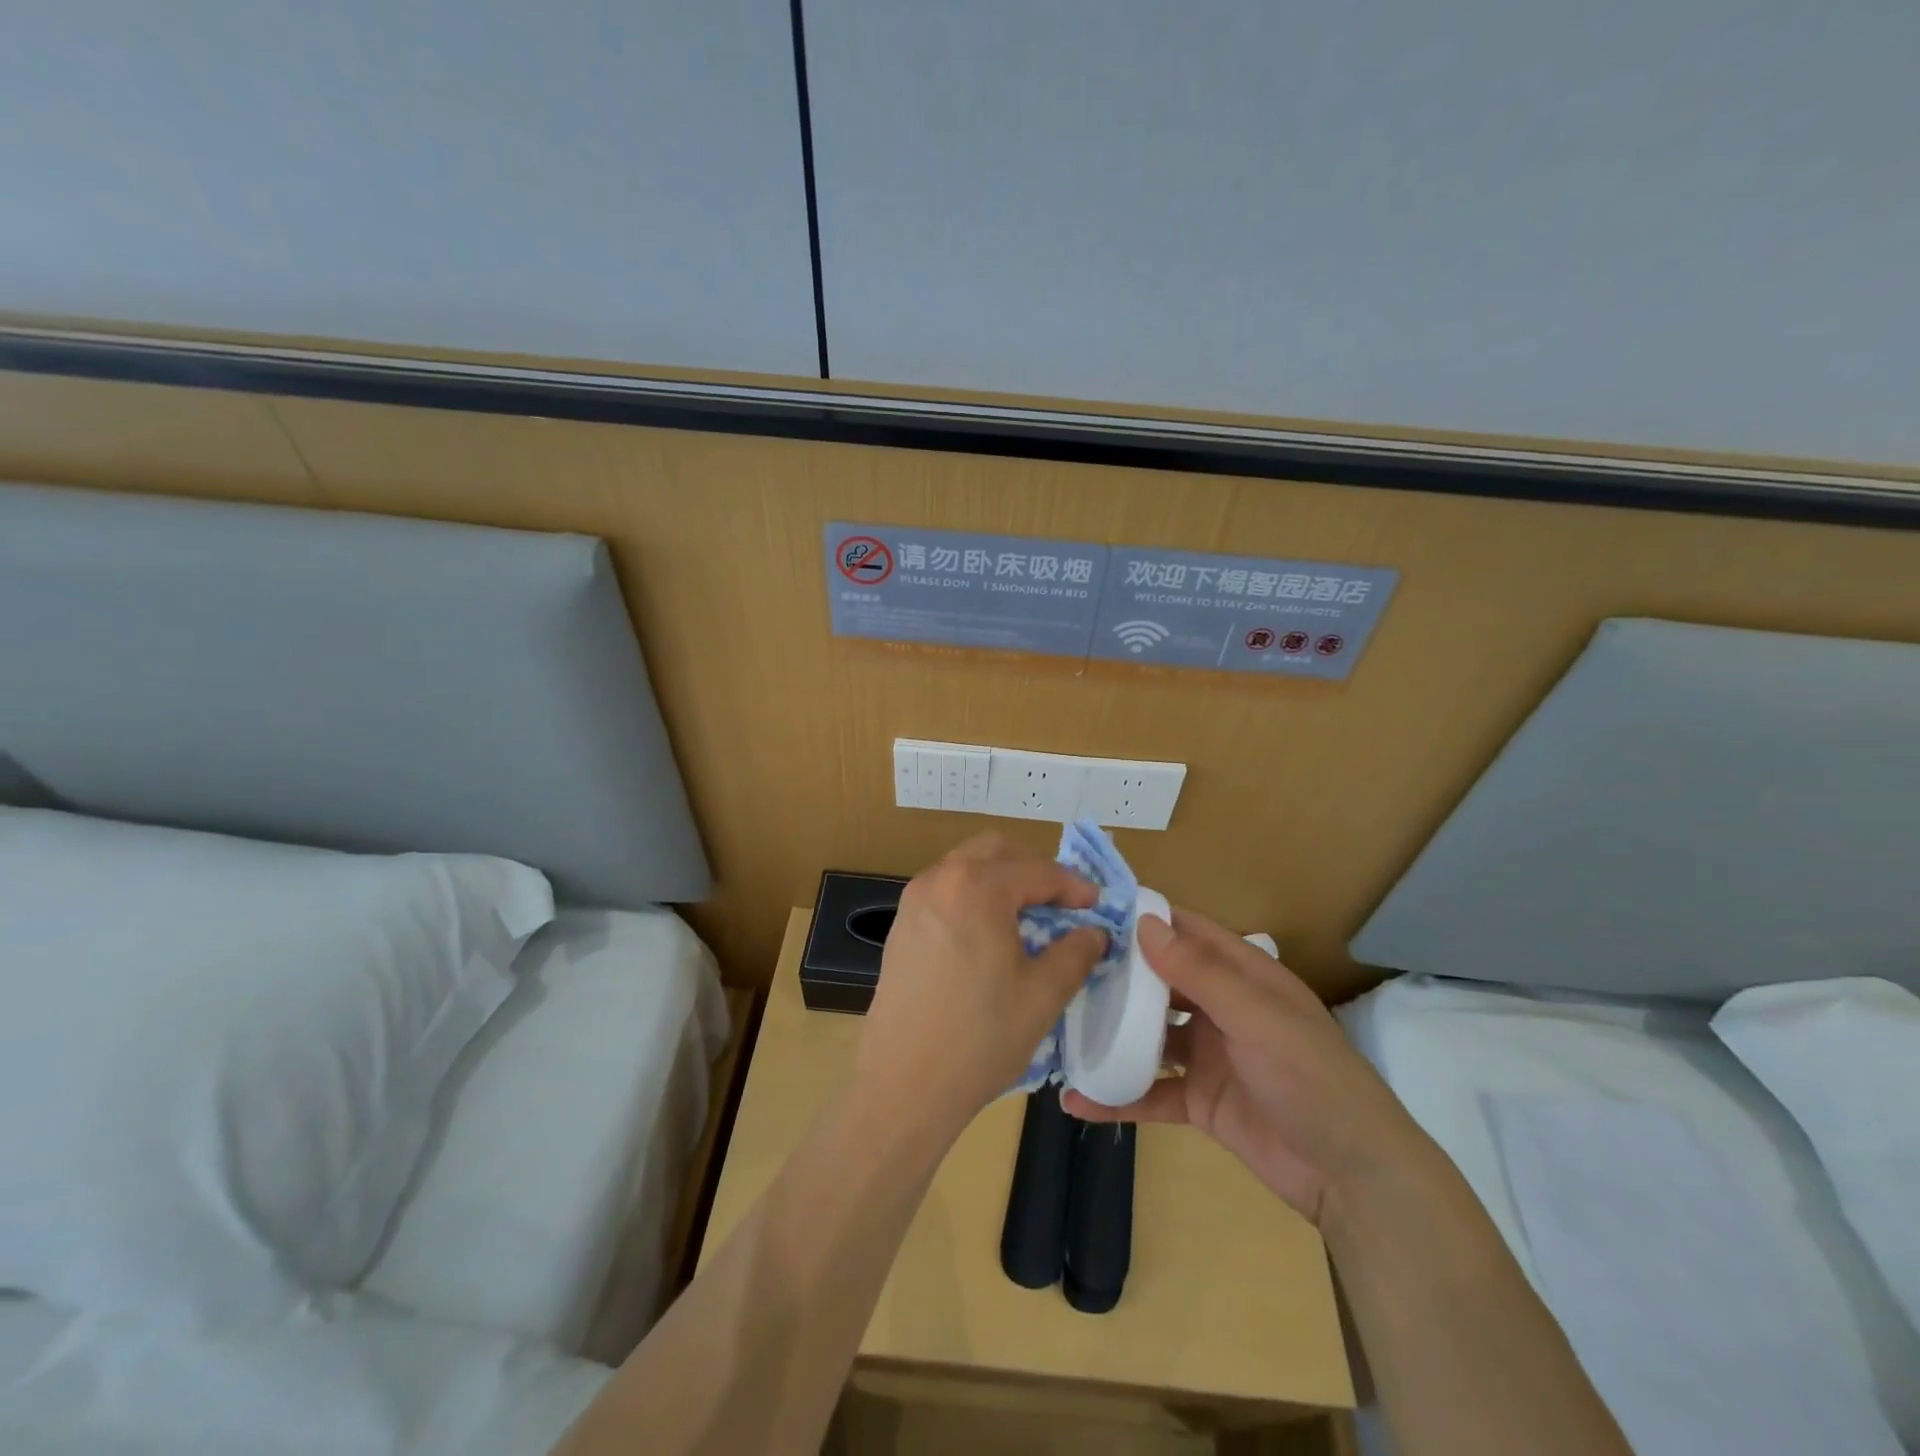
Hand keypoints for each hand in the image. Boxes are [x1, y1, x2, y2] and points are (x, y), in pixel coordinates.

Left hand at [854, 833, 1106, 1148]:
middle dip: (1033, 871)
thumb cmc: (980, 1038)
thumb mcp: (1043, 994)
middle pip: (996, 851)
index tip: (1097, 906)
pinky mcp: (901, 925)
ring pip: (967, 868)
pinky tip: (988, 939)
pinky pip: (945, 892)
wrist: (904, 1084)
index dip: (1074, 887)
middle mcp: (940, 879)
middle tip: (1060, 906)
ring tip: (1026, 922)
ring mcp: (914, 900)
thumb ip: (1075, 952)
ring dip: (1001, 882)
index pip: (1038, 871)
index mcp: (977, 886)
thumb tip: (1094, 932)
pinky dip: (973, 899)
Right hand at [1062, 908, 1426, 1227]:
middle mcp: (1221, 1008)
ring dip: (1110, 1032)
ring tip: (1059, 1024)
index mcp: (1242, 976)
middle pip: (1160, 981)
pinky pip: (1151, 1092)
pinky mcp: (1200, 1101)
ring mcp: (1208, 1055)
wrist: (1353, 1177)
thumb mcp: (1256, 1017)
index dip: (1144, 919)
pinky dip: (1118, 1095)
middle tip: (1059, 966)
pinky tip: (1076, 1100)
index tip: (1090, 910)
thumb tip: (1144, 923)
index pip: (1186, 933)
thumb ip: (1200, 972)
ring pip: (1149, 1035)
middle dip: (1116, 974)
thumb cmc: (1311, 1078)